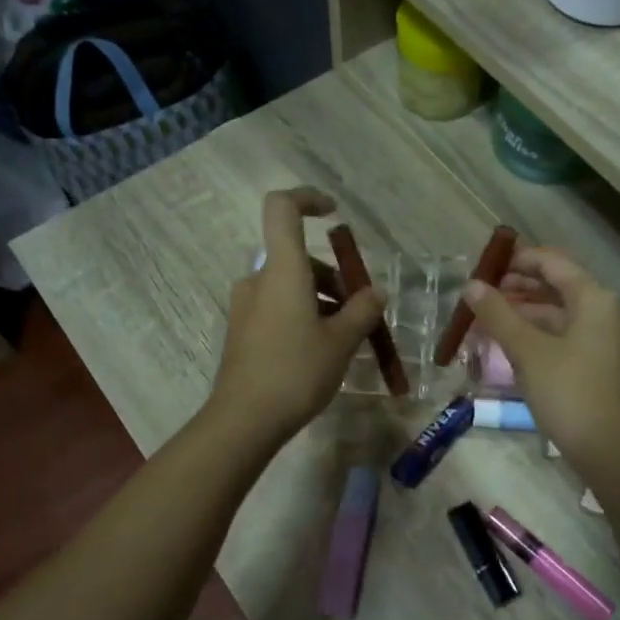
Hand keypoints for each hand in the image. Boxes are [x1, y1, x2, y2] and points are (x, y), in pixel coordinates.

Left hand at [207, 188, 386, 447]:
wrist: (244, 420)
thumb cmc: (296, 372)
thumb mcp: (341, 342)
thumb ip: (362, 311)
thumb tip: (376, 292)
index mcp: (282, 270)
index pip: (282, 208)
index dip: (307, 199)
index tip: (333, 214)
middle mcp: (258, 280)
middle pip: (297, 257)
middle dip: (332, 276)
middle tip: (359, 311)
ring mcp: (246, 306)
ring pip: (289, 286)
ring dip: (320, 300)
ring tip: (346, 337)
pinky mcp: (242, 331)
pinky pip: (277, 308)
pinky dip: (302, 315)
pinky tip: (320, 351)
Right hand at [461, 248, 619, 475]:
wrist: (608, 450)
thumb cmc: (568, 392)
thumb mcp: (527, 351)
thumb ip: (498, 314)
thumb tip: (471, 285)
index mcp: (594, 299)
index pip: (553, 263)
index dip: (518, 259)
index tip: (485, 266)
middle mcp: (605, 311)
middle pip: (558, 286)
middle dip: (518, 287)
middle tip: (481, 294)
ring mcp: (605, 339)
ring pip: (559, 313)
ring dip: (524, 312)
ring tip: (488, 319)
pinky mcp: (600, 363)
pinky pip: (565, 335)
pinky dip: (537, 333)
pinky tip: (510, 344)